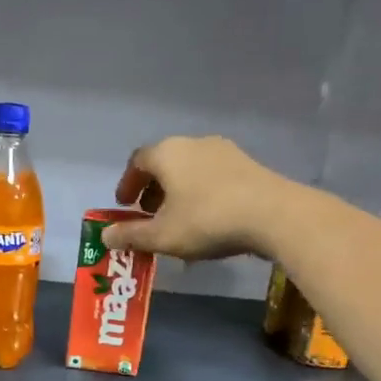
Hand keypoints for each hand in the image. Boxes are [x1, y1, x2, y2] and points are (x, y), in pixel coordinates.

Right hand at [103, 135, 280, 260]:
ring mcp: (224, 151)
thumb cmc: (207, 221)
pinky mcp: (248, 165)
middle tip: (149, 215)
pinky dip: (201, 193)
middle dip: (152, 189)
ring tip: (178, 219)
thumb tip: (106, 236)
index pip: (137, 161)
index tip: (124, 206)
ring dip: (177, 191)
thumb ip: (131, 235)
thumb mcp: (162, 236)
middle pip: (164, 162)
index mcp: (167, 154)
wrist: (274, 215)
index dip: (127, 184)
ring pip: (190, 169)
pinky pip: (212, 176)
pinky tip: (207, 219)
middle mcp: (193, 143)